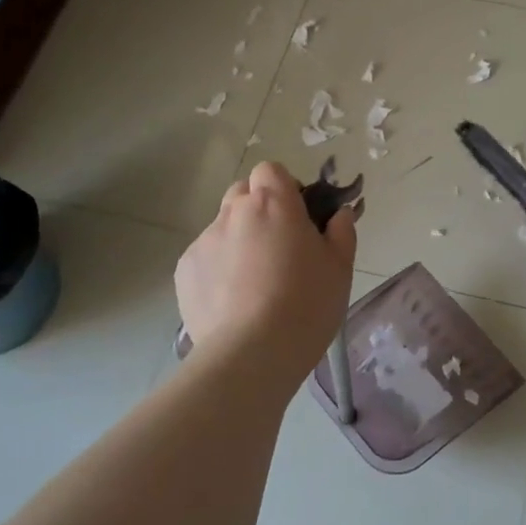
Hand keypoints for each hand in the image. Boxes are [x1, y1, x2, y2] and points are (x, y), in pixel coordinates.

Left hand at [175, 162, 358, 365]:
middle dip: (259, 209)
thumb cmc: (306, 304)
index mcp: (273, 204)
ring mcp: (203, 242)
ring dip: (239, 240)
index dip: (284, 188)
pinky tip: (233, 301)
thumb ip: (341, 230)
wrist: (252, 354)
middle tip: (279, 246)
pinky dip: (219, 269)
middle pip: (243, 193)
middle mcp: (233, 213)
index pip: (271, 170)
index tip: (299, 217)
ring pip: (223, 227)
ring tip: (254, 282)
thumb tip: (338, 213)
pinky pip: (205, 257)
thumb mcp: (340, 267)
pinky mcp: (184, 272)